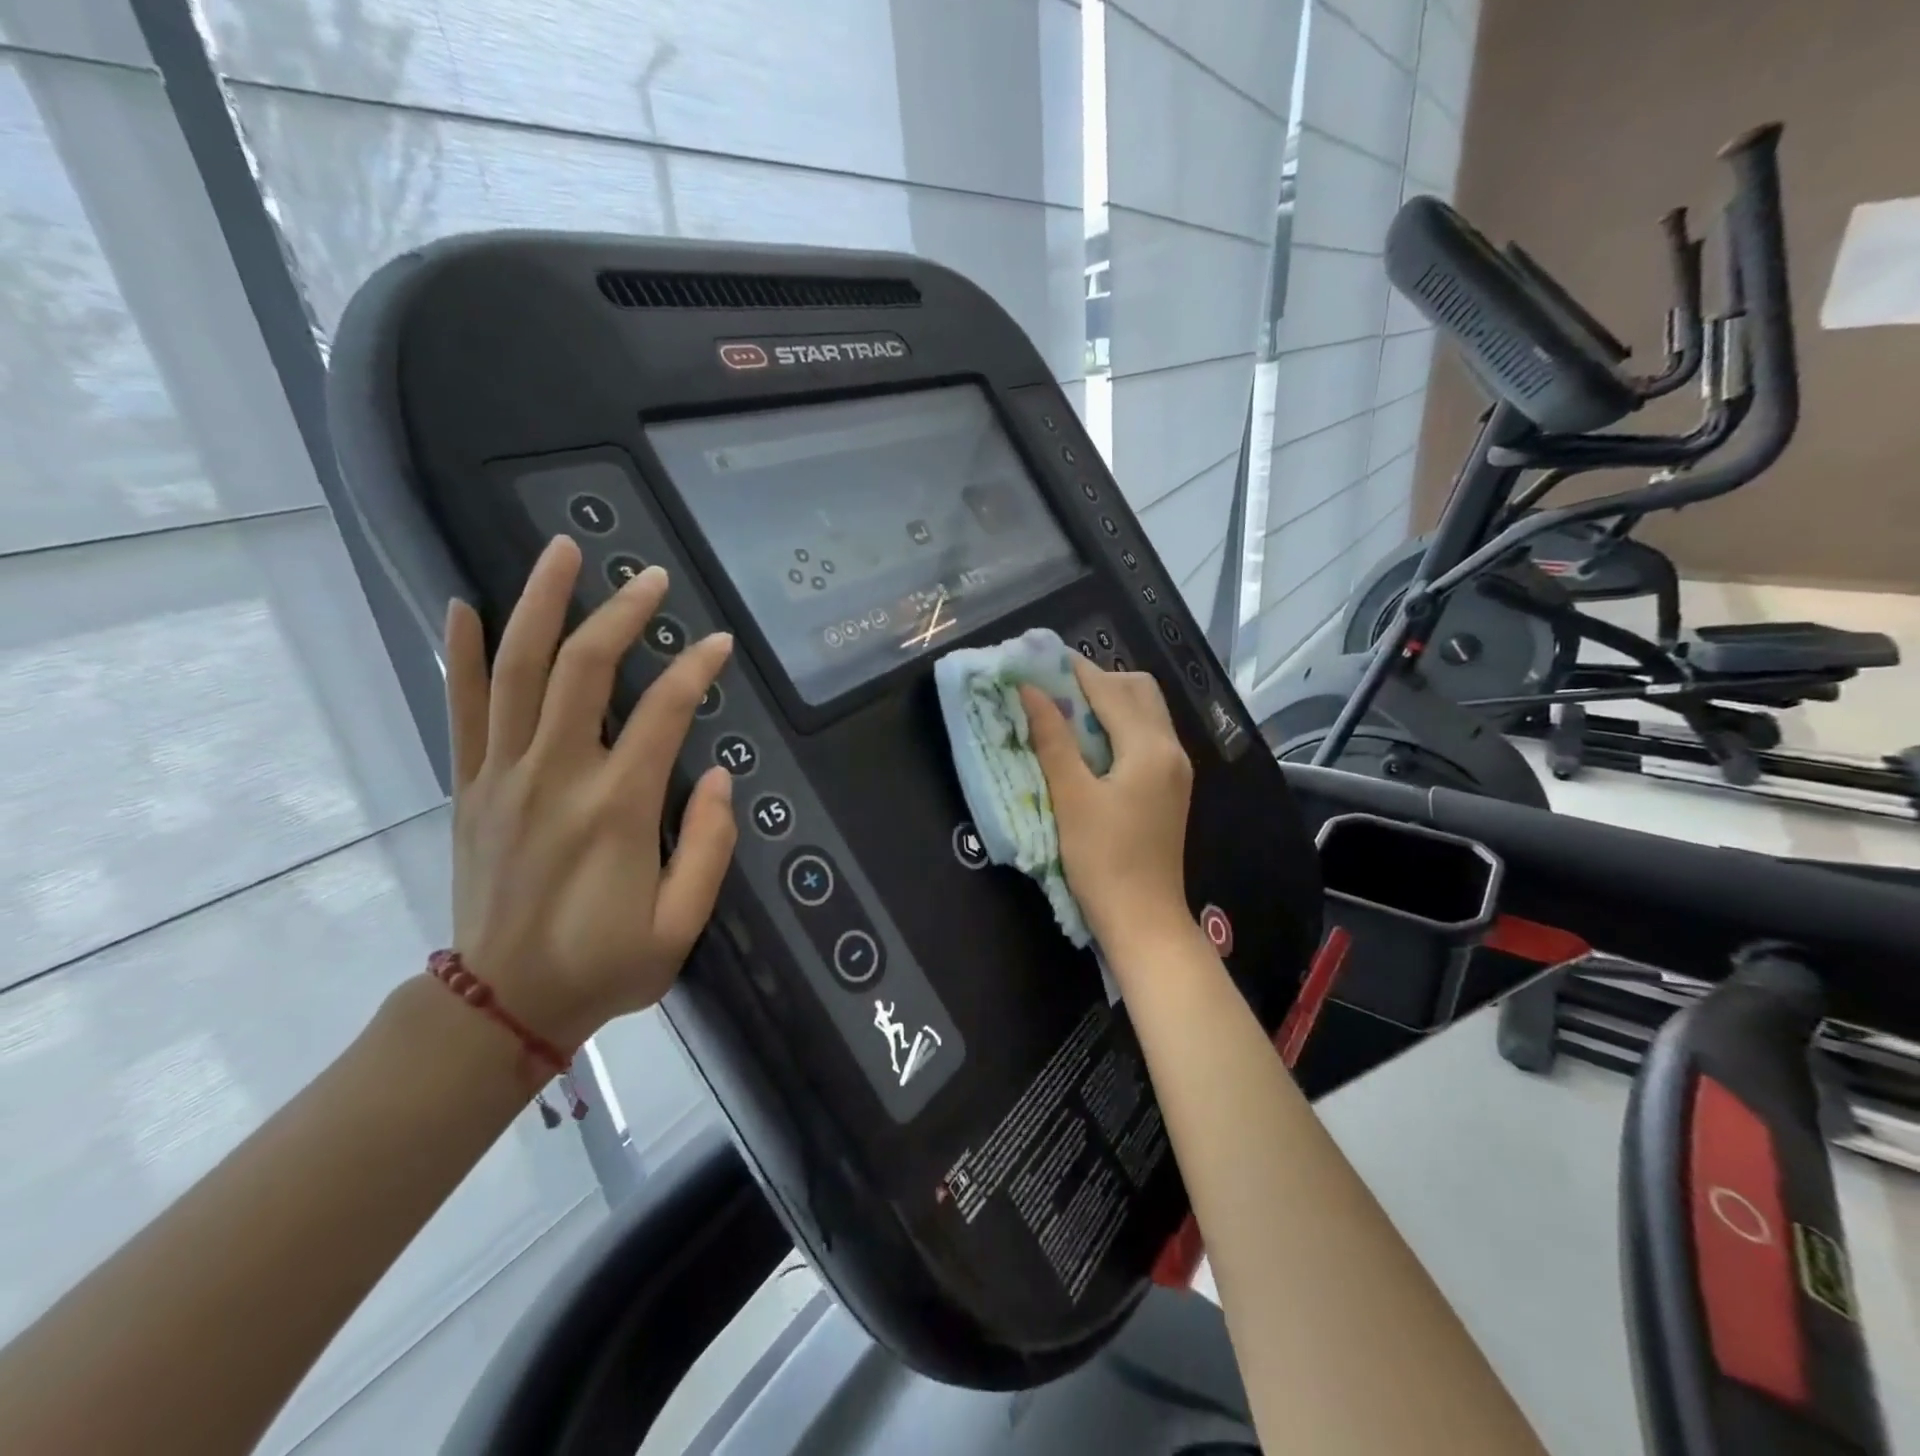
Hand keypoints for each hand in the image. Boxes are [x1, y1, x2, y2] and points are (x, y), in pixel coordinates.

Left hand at [443, 537, 737, 1049]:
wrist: (502, 1006)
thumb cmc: (604, 966)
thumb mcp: (681, 924)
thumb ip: (709, 847)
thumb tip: (718, 777)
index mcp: (616, 809)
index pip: (664, 713)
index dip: (697, 670)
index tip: (720, 643)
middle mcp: (557, 776)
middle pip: (584, 669)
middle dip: (621, 614)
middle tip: (650, 576)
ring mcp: (504, 776)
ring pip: (518, 671)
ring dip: (540, 604)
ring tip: (561, 552)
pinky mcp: (471, 787)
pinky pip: (463, 709)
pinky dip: (463, 655)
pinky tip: (464, 606)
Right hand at [1019, 660, 1193, 945]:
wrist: (1144, 920)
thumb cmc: (1103, 860)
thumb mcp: (1071, 798)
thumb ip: (1052, 740)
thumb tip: (1030, 691)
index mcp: (1149, 747)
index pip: (1110, 689)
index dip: (1073, 670)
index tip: (1037, 660)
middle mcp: (1171, 749)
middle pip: (1138, 691)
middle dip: (1097, 681)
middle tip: (1054, 689)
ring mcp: (1175, 770)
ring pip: (1145, 713)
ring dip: (1109, 703)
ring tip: (1066, 713)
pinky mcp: (1169, 789)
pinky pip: (1146, 738)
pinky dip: (1118, 727)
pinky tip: (1089, 745)